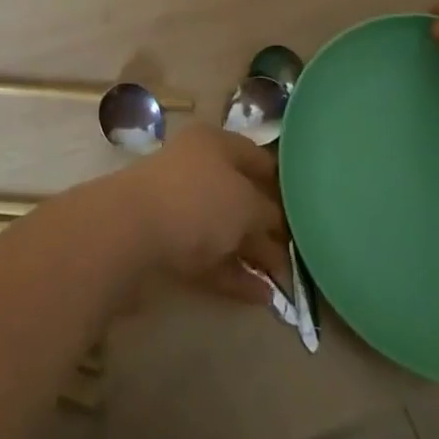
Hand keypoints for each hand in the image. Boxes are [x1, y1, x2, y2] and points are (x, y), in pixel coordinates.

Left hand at [101, 122, 289, 303]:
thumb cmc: (197, 200)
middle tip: (297, 253)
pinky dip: (232, 273)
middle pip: (240, 194)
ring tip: (283, 282)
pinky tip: (259, 296)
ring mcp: (180, 204)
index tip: (307, 211)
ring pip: (224, 228)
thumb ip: (268, 215)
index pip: (257, 157)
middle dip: (267, 225)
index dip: (283, 183)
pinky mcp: (168, 241)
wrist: (131, 230)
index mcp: (216, 142)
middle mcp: (198, 167)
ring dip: (252, 254)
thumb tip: (276, 226)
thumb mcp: (246, 204)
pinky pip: (209, 256)